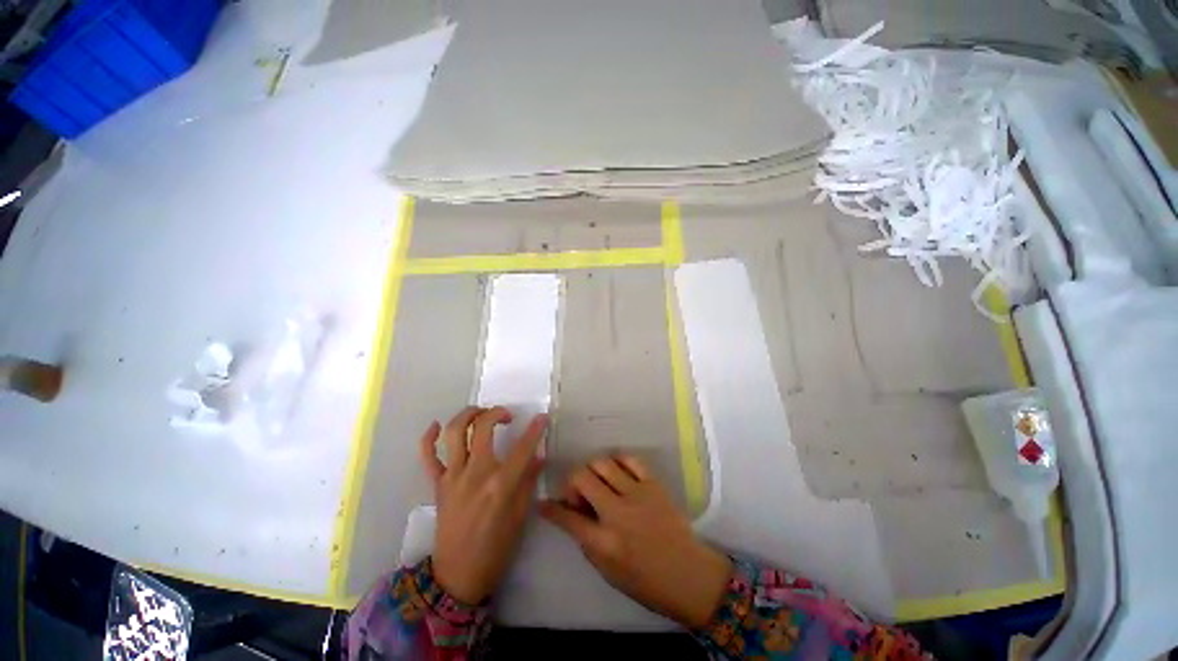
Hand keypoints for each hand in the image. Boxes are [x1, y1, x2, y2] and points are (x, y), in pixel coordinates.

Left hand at [420, 406, 546, 603]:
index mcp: (500, 484)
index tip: (542, 417)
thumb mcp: (521, 515)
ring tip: (480, 413)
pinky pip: (427, 457)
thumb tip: (538, 456)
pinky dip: (428, 438)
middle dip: (497, 413)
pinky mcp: (437, 485)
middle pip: (482, 428)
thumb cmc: (496, 547)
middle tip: (507, 416)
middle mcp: (475, 474)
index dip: (535, 429)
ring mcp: (452, 478)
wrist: (458, 575)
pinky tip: (436, 425)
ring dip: (467, 415)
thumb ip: (528, 480)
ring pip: (454, 433)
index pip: (523, 447)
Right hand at [539, 455, 731, 627]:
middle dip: (571, 483)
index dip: (551, 508)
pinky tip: (616, 471)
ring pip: (602, 463)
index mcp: (604, 543)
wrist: (689, 575)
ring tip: (597, 482)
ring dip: (592, 470)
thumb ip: (587, 541)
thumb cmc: (647, 582)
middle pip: (582, 479)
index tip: (544, 502)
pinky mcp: (653, 484)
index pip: (567, 518)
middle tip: (578, 494)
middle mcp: (617, 513)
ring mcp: (637, 494)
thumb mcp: (608, 572)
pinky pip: (629, 459)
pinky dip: (617, 461)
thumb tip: (570, 516)